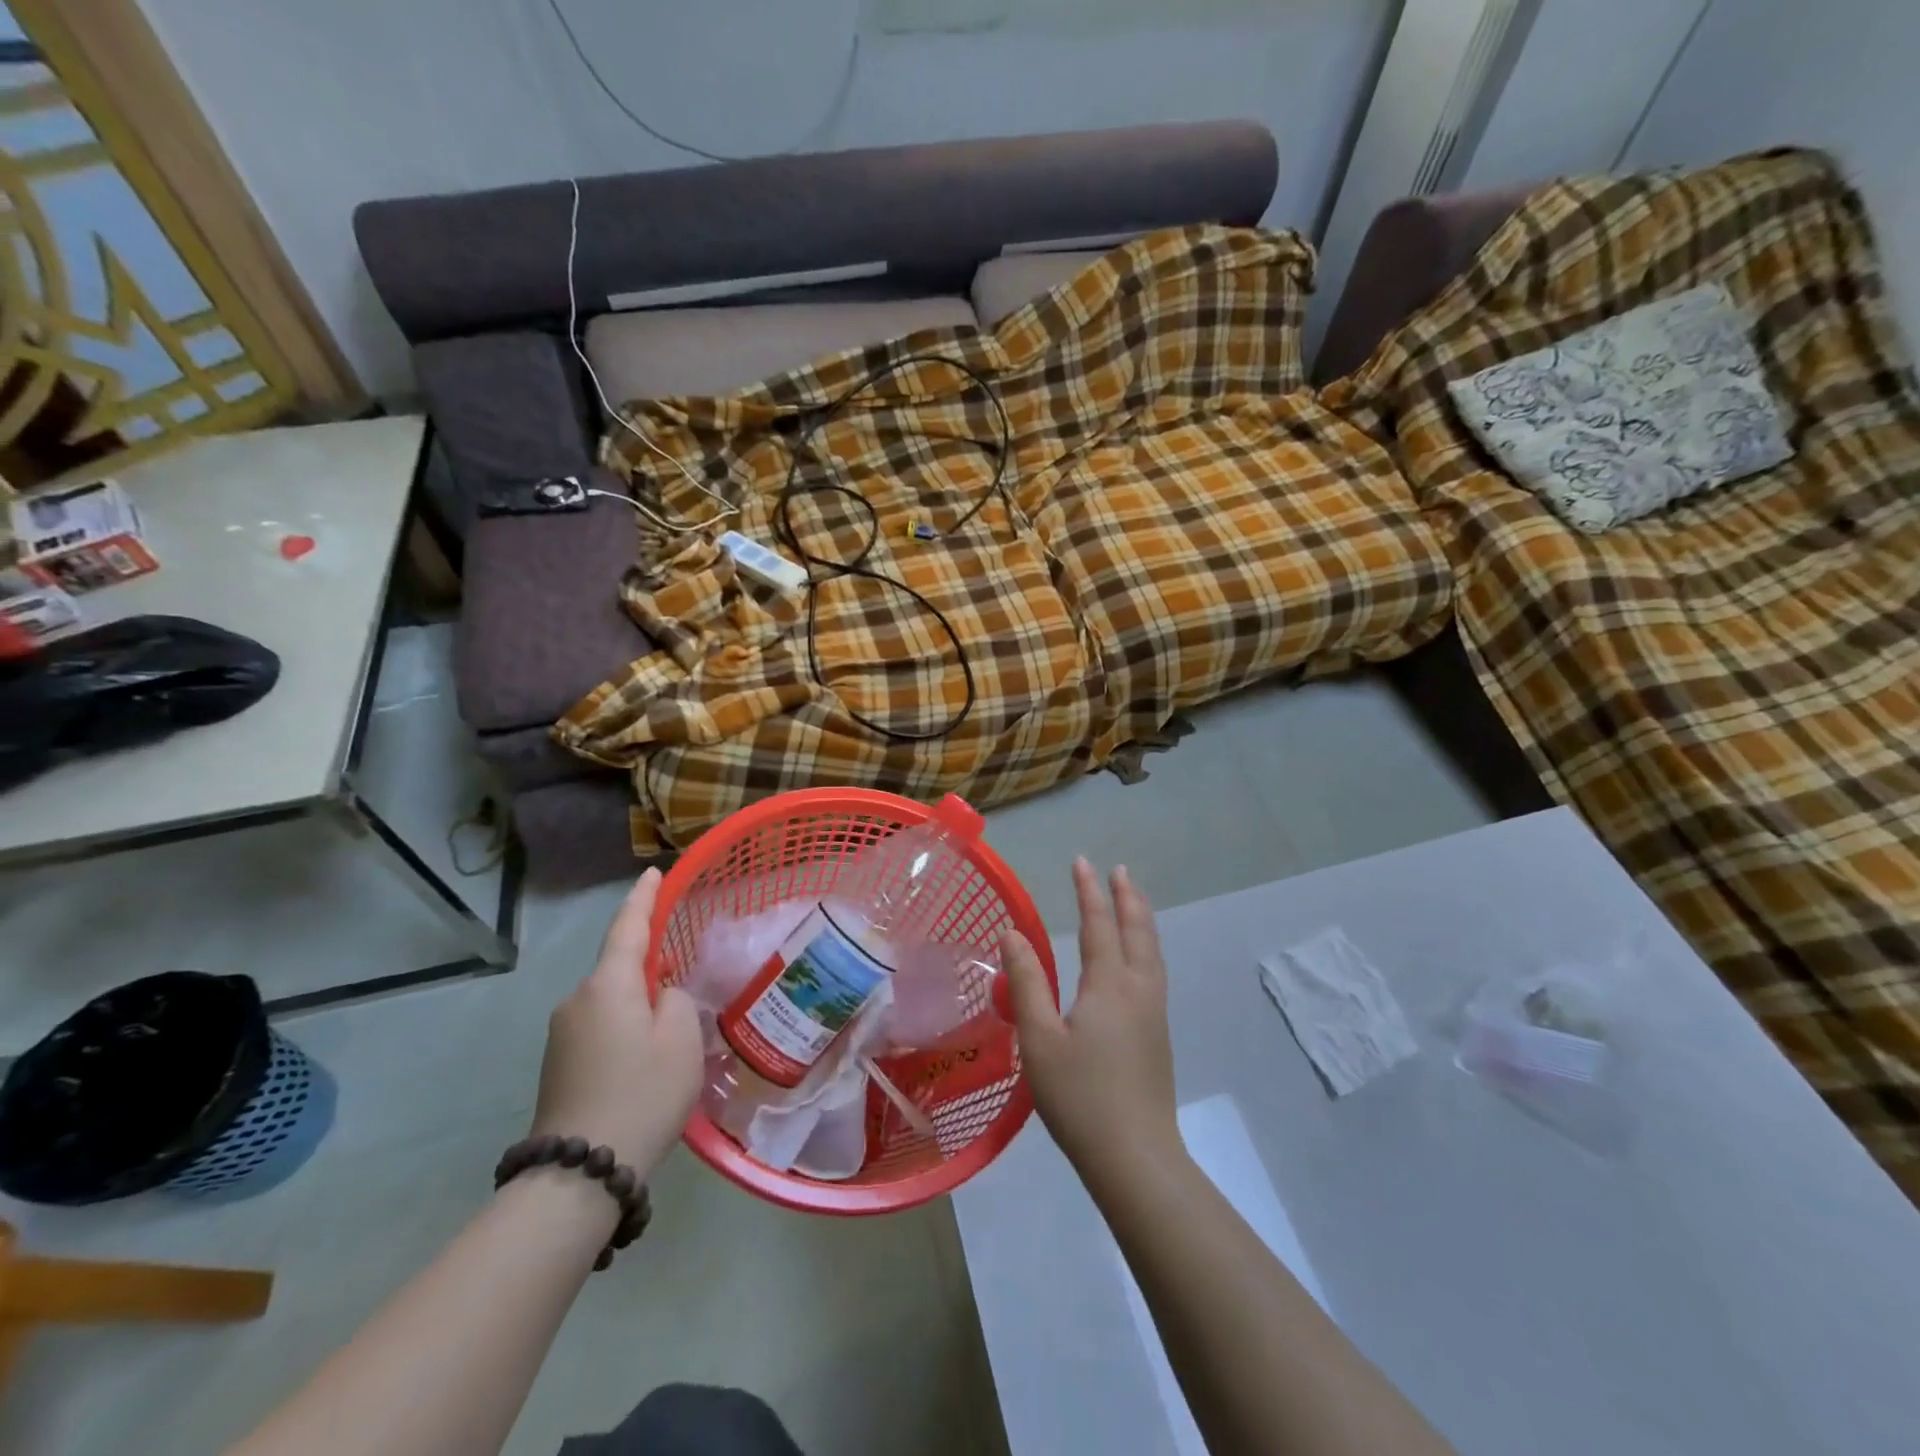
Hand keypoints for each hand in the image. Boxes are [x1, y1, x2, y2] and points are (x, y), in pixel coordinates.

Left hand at [530, 868, 703, 1176]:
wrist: (578, 1173)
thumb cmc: (642, 1093)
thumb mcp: (681, 1039)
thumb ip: (676, 1000)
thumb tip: (660, 995)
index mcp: (608, 985)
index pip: (627, 926)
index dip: (643, 898)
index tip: (654, 872)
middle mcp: (577, 1000)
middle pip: (619, 967)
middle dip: (649, 965)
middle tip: (684, 977)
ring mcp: (562, 1033)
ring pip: (611, 1001)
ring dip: (638, 1003)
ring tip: (671, 1032)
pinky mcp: (558, 1063)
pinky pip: (600, 1026)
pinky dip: (625, 1028)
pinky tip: (646, 1058)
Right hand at [1001, 859, 1180, 1187]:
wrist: (1136, 1158)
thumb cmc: (1080, 1097)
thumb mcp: (1039, 1039)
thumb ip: (1026, 983)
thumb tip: (1012, 934)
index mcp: (1109, 985)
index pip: (1099, 924)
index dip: (1089, 892)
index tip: (1082, 862)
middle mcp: (1138, 989)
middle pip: (1137, 931)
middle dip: (1126, 897)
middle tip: (1117, 871)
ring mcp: (1154, 1012)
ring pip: (1152, 950)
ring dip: (1141, 919)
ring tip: (1133, 900)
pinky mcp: (1159, 1034)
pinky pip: (1155, 970)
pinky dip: (1147, 945)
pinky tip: (1140, 958)